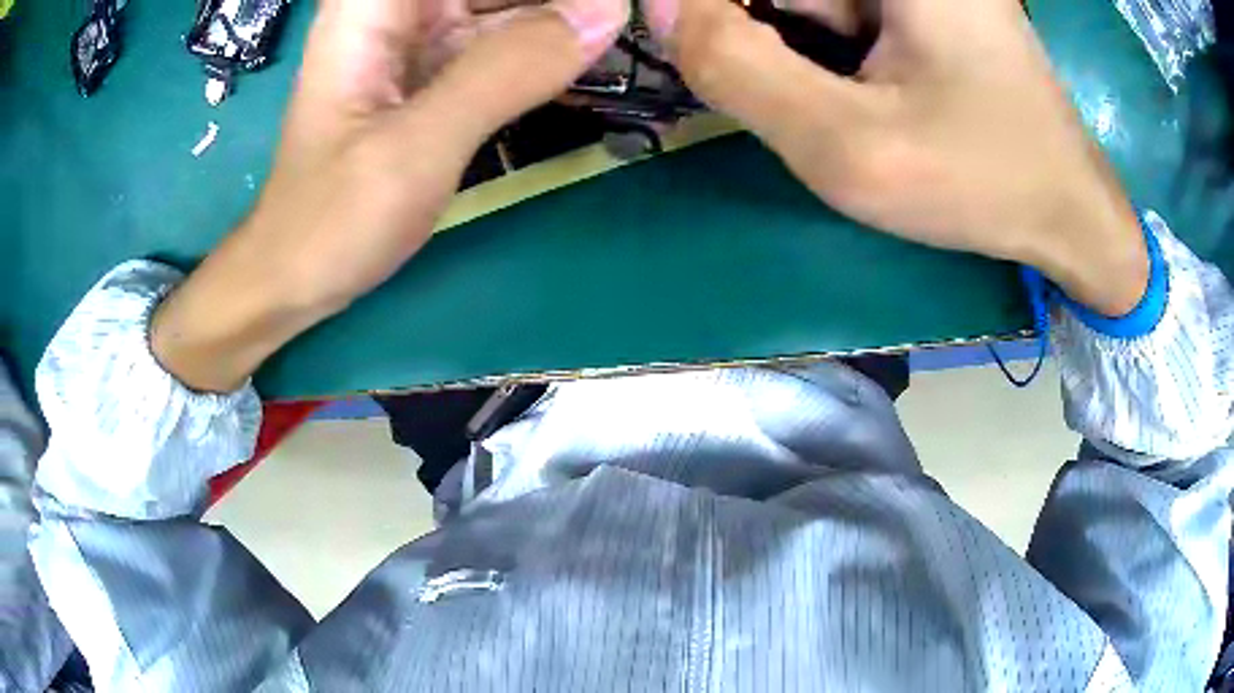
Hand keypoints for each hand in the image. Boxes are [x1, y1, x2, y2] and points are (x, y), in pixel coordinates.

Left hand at [152, 0, 626, 391]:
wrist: (294, 277)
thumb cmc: (332, 219)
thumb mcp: (416, 145)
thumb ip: (508, 71)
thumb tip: (608, 12)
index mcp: (376, 4)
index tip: (601, 9)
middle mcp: (398, 8)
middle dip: (564, 3)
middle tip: (626, 21)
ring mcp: (418, 38)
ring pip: (507, 5)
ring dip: (563, 18)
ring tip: (619, 36)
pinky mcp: (434, 72)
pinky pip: (503, 41)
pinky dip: (546, 48)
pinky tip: (588, 59)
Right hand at [648, 0, 1148, 316]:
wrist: (1067, 212)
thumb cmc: (981, 182)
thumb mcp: (850, 146)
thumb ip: (739, 69)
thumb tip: (660, 8)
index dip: (716, 17)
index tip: (730, 71)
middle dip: (769, 38)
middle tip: (823, 108)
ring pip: (809, 4)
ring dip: (803, 52)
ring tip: (863, 110)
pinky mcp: (922, 7)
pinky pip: (841, 15)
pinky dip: (830, 54)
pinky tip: (873, 98)